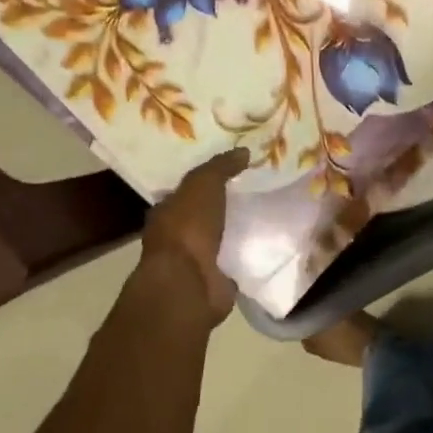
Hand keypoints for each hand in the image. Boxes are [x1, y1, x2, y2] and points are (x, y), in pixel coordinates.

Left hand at [139, 148, 249, 324]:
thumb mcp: (203, 185)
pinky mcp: (215, 280)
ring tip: (266, 217)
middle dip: (223, 208)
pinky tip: (266, 245)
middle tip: (254, 193)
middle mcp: (177, 236)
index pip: (184, 193)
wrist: (189, 282)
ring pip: (219, 240)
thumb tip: (243, 151)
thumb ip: (220, 167)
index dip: (205, 183)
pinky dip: (246, 255)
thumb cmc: (188, 228)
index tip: (231, 175)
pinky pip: (234, 262)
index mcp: (166, 212)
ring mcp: (195, 262)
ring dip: (236, 232)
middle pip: (202, 217)